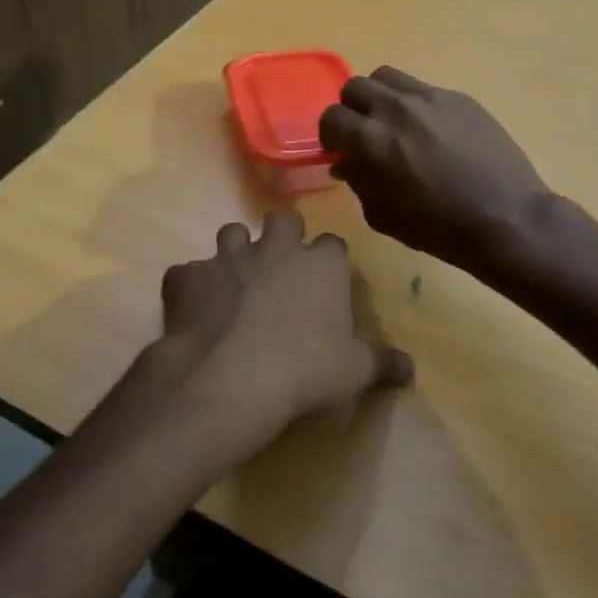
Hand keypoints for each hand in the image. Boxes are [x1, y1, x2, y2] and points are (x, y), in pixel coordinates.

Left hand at [105, 210, 412, 472]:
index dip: (329, 260)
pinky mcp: (187, 276)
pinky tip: (193, 308)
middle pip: (283, 220)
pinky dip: (191, 286)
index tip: (328, 280)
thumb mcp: (353, 373)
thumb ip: (382, 364)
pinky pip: (187, 272)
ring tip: (236, 280)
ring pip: (231, 232)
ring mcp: (227, 259)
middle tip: (281, 266)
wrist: (229, 377)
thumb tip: (410, 369)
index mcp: (320, 265)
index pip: (332, 244)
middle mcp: (274, 250)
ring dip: (235, 251)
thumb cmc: (304, 370)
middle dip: (283, 235)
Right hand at [318, 67, 562, 270]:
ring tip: (394, 123)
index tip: (341, 151)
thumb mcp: (382, 215)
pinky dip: (415, 104)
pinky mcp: (458, 97)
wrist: (504, 218)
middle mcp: (395, 108)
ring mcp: (430, 98)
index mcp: (370, 139)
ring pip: (387, 77)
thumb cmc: (437, 227)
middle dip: (352, 110)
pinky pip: (423, 89)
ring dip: (381, 97)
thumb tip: (348, 163)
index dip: (331, 136)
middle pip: (355, 87)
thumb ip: (359, 181)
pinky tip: (431, 132)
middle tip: (365, 134)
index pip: (331, 117)